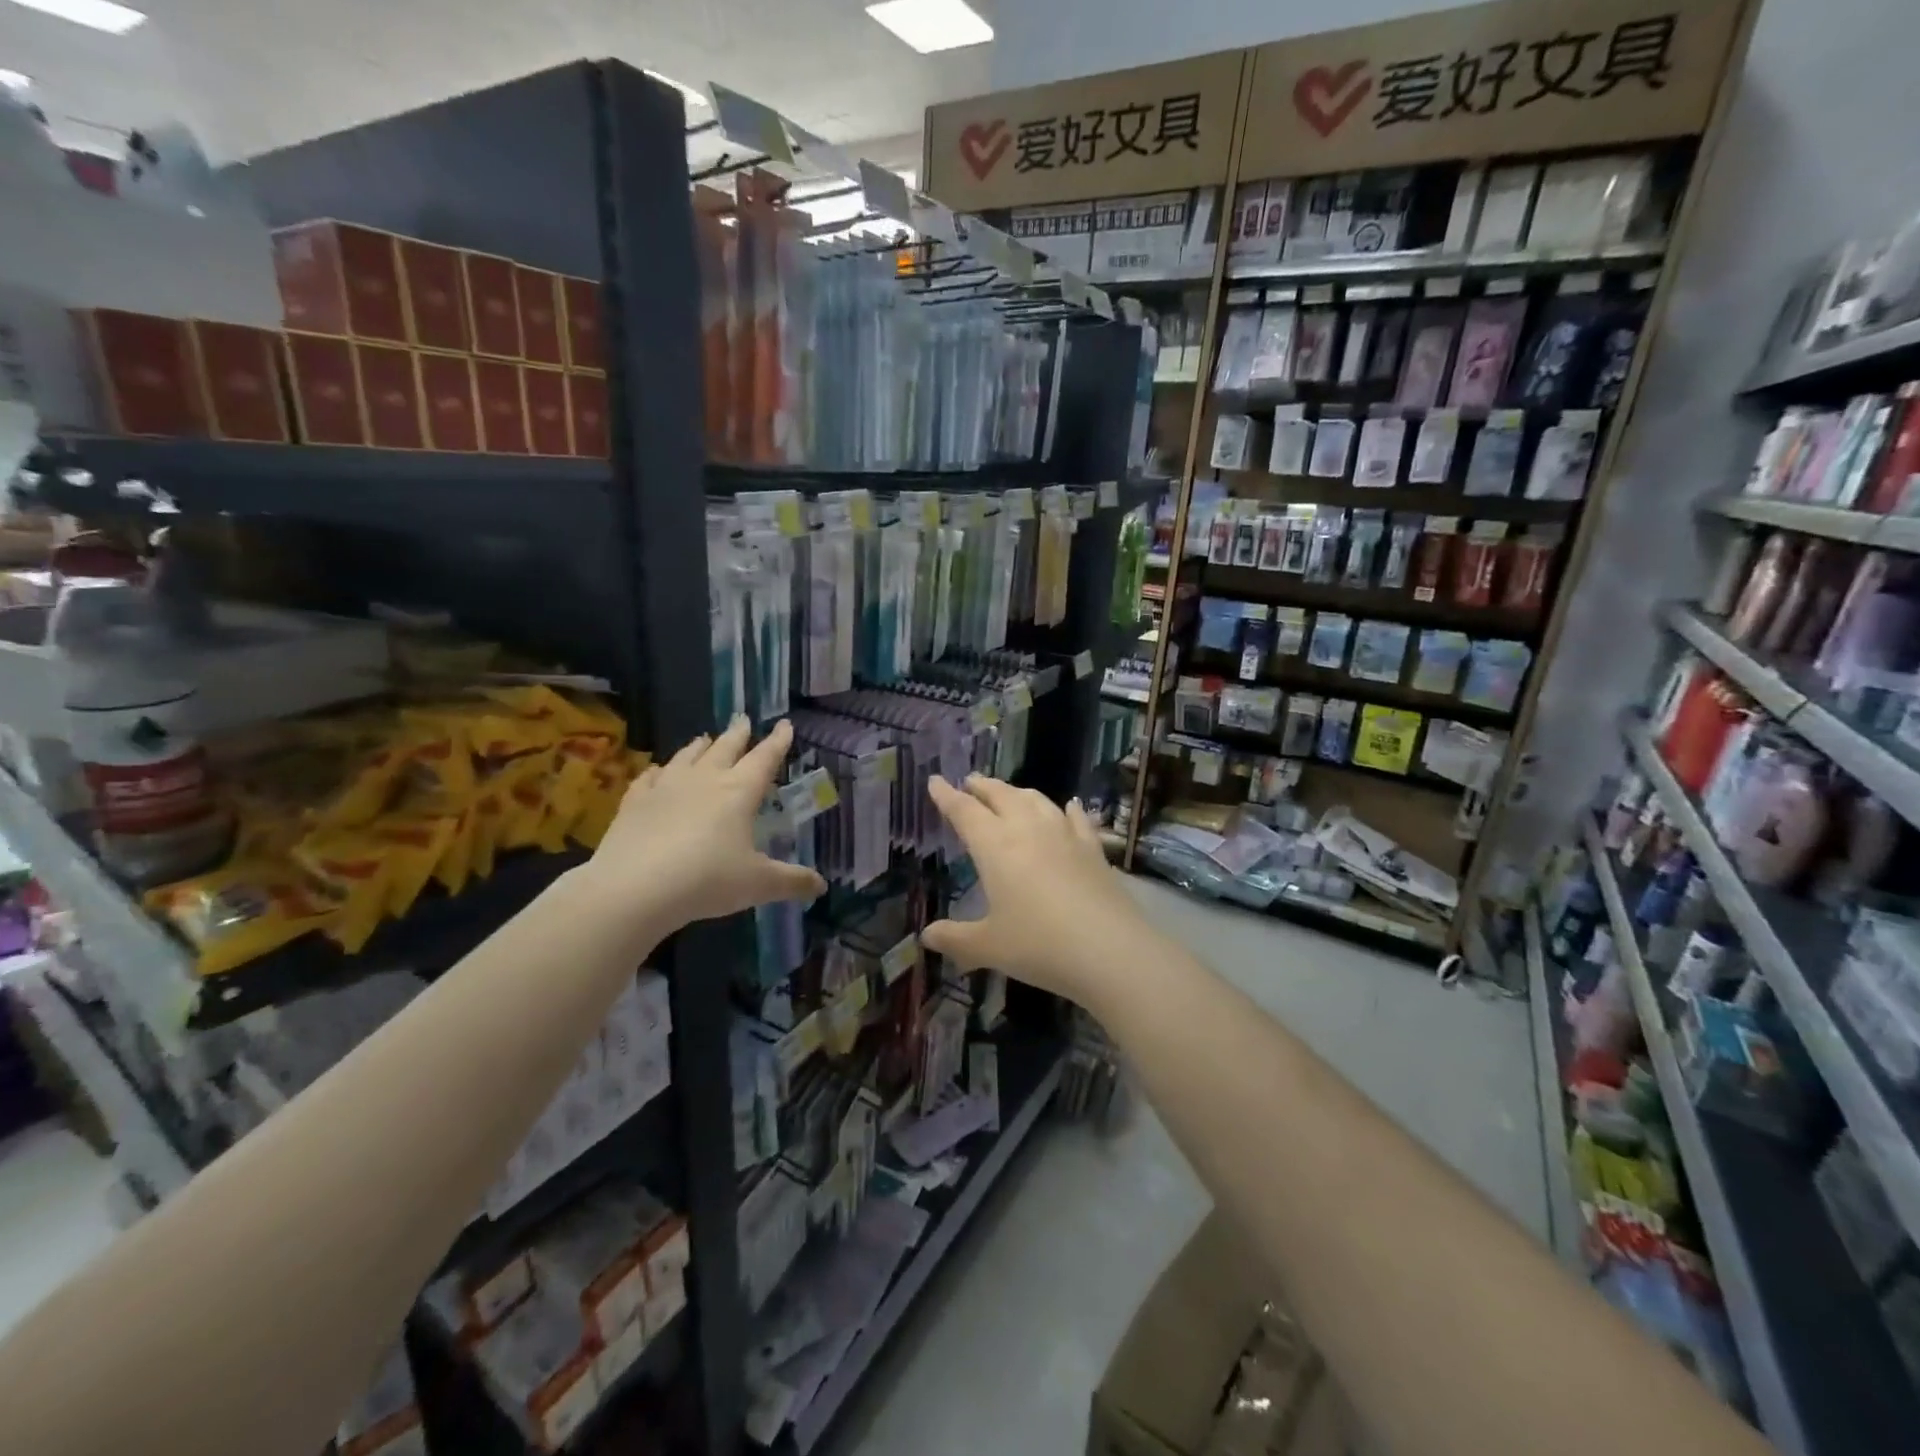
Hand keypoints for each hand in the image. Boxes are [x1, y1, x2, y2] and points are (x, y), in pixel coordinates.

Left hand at [582, 717, 825, 938]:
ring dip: (699, 746)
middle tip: (744, 721)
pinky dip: (657, 771)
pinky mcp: (635, 802)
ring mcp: (666, 787)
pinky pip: (648, 778)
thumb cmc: (707, 880)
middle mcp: (705, 780)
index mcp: (739, 792)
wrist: (634, 888)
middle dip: (738, 734)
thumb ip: (791, 882)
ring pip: (687, 756)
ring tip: (704, 738)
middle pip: (725, 748)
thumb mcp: (758, 885)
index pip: (765, 758)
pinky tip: (657, 771)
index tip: (785, 724)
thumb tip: (822, 886)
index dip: (778, 741)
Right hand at [920, 775, 1156, 1008]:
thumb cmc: (1038, 944)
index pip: (964, 811)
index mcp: (995, 845)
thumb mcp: (988, 947)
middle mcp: (1028, 829)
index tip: (935, 780)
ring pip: (1036, 799)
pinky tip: (1069, 806)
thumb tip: (927, 936)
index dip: (946, 795)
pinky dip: (1068, 808)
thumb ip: (955, 938)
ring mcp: (1065, 834)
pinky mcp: (1093, 848)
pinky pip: (1077, 818)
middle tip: (970, 781)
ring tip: (1009, 793)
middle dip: (982, 786)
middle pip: (1000, 795)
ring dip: (1017, 792)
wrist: (1109, 949)